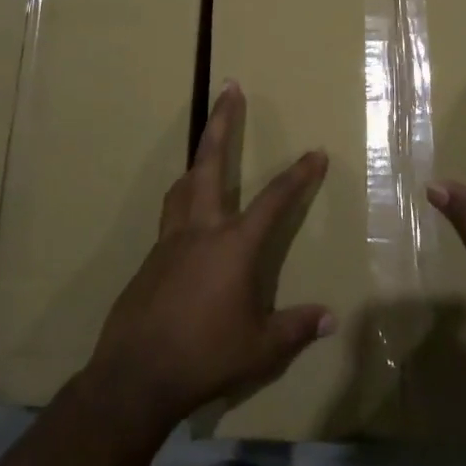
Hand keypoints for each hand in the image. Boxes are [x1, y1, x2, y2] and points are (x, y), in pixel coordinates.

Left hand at [85, 82, 333, 429]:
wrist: (135, 376)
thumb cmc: (205, 356)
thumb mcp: (260, 347)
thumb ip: (296, 328)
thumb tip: (330, 318)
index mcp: (233, 245)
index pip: (274, 199)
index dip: (298, 175)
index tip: (315, 152)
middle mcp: (200, 230)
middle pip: (211, 162)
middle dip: (222, 122)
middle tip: (230, 88)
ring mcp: (169, 242)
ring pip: (184, 185)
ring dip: (199, 157)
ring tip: (207, 144)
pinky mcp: (149, 260)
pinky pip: (170, 216)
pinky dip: (184, 200)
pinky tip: (190, 218)